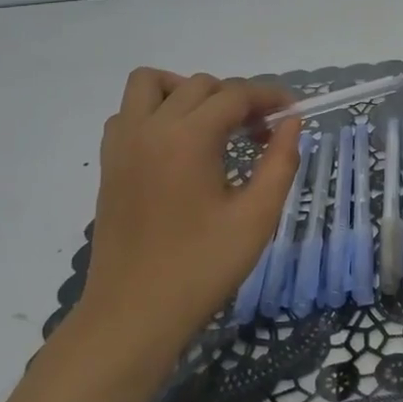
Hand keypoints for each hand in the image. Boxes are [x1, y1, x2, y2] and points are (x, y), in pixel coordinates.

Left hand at [68, 70, 302, 375]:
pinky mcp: (109, 164)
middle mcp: (150, 128)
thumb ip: (280, 162)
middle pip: (200, 85)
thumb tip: (292, 122)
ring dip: (187, 91)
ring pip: (152, 85)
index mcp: (188, 138)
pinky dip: (154, 112)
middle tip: (261, 132)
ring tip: (213, 125)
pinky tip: (176, 145)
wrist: (132, 316)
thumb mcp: (256, 218)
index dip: (270, 97)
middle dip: (236, 98)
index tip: (293, 112)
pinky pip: (128, 113)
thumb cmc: (200, 269)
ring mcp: (123, 144)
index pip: (236, 95)